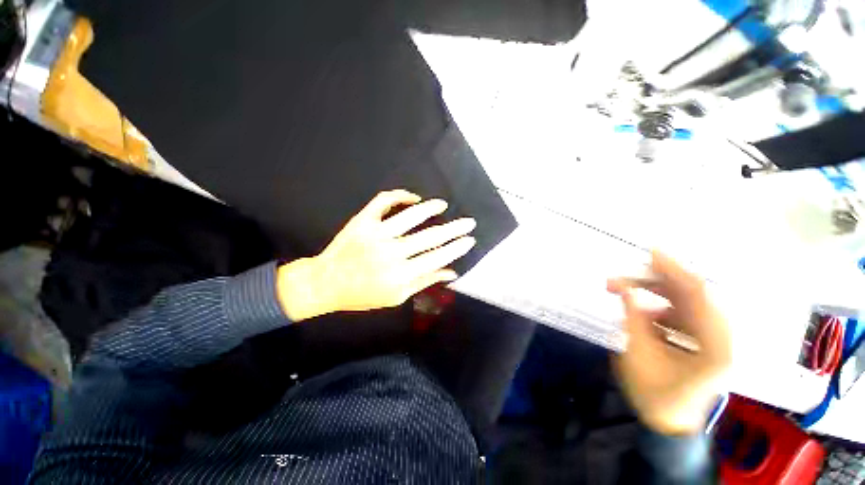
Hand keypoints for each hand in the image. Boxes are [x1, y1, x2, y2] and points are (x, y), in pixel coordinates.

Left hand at [277, 190, 475, 320]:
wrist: (325, 283)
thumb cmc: (363, 294)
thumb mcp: (396, 297)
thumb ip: (424, 282)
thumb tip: (451, 272)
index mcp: (400, 275)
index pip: (437, 257)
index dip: (456, 248)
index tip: (469, 239)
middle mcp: (391, 253)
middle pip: (430, 237)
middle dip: (454, 228)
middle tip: (468, 222)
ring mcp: (376, 234)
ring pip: (410, 216)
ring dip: (430, 208)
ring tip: (442, 205)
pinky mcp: (363, 221)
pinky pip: (384, 201)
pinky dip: (399, 195)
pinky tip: (412, 197)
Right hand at [608, 251, 731, 435]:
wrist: (669, 421)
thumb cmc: (655, 395)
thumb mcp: (639, 355)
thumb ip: (633, 318)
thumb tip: (624, 288)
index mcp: (716, 346)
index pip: (700, 296)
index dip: (675, 270)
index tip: (651, 251)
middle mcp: (723, 338)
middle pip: (692, 295)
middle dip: (655, 282)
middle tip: (623, 276)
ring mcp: (715, 339)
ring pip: (685, 303)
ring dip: (653, 294)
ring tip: (623, 291)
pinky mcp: (704, 340)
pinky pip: (682, 313)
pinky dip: (659, 307)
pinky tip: (641, 311)